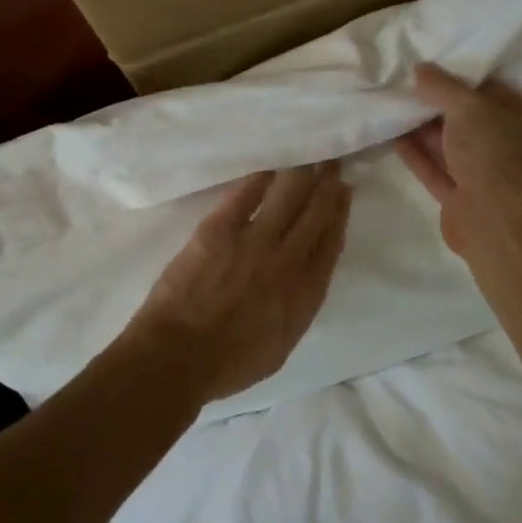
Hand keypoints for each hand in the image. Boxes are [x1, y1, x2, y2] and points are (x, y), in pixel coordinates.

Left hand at [125, 163, 351, 403]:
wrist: (177, 357)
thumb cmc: (228, 364)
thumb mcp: (281, 345)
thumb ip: (299, 306)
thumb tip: (305, 277)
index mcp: (304, 294)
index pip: (330, 243)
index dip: (340, 214)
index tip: (345, 193)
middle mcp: (287, 261)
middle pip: (315, 214)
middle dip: (327, 186)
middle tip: (333, 163)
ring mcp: (254, 241)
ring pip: (288, 197)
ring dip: (303, 174)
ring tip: (311, 158)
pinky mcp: (219, 229)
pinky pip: (246, 195)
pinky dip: (262, 178)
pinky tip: (271, 168)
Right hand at [395, 62, 521, 252]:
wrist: (493, 217)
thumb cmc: (493, 150)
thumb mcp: (468, 106)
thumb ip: (443, 86)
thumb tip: (421, 69)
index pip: (498, 94)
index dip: (467, 82)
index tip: (438, 71)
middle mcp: (515, 151)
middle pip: (473, 123)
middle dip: (442, 108)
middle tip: (412, 89)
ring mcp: (489, 178)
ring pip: (454, 149)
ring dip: (427, 132)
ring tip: (398, 109)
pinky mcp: (463, 200)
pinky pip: (438, 171)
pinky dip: (419, 155)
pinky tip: (396, 137)